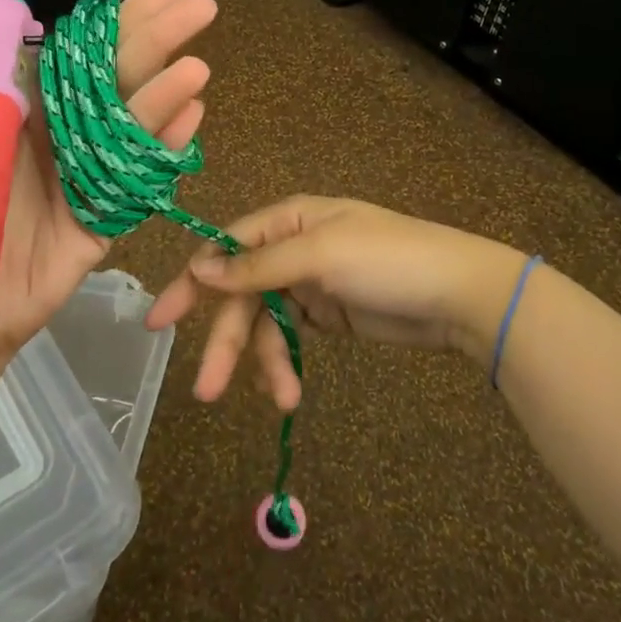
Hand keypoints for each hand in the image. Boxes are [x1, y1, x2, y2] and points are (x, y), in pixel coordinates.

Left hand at [0, 0, 216, 369]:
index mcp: (29, 101)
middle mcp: (69, 125)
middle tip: (201, 6)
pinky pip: (141, 172)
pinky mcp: (108, 209)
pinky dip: (165, 144)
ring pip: (136, 118)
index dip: (120, 19)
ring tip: (196, 68)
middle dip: (160, 36)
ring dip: (167, 91)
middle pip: (120, 72)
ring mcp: (93, 166)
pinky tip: (191, 116)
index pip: (82, 47)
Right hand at [145, 195, 525, 409]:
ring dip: (264, 362)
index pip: (226, 248)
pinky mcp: (326, 314)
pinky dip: (284, 364)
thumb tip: (200, 270)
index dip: (193, 283)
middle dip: (226, 341)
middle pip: (242, 295)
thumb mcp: (321, 256)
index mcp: (288, 221)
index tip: (161, 321)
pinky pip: (289, 338)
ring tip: (280, 400)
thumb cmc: (388, 261)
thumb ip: (258, 266)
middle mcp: (291, 249)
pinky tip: (289, 392)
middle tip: (205, 390)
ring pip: (264, 323)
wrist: (459, 295)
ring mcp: (309, 283)